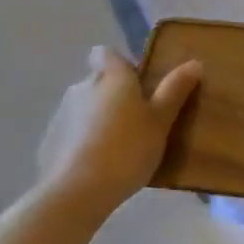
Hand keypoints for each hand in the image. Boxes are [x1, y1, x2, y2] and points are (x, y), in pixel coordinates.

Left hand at [40, 46, 202, 214]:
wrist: (78, 190)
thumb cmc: (128, 148)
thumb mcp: (161, 121)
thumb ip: (175, 90)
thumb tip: (194, 63)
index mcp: (111, 76)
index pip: (106, 53)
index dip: (120, 64)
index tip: (137, 84)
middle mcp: (82, 86)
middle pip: (98, 80)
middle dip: (113, 95)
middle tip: (137, 121)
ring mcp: (62, 113)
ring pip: (84, 107)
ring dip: (98, 119)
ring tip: (118, 148)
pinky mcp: (49, 140)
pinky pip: (72, 132)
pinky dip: (83, 141)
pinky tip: (97, 166)